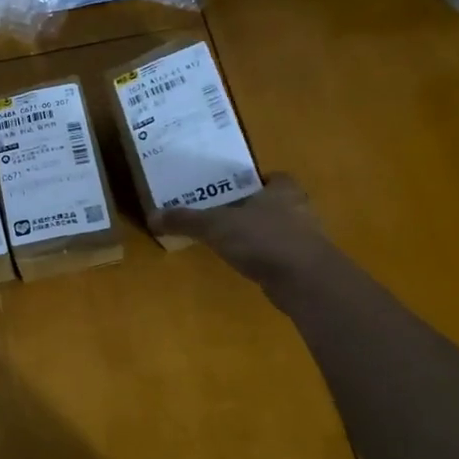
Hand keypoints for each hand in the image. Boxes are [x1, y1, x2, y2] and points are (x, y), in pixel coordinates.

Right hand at [152, 173, 331, 288]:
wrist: (305, 281)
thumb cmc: (264, 239)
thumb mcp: (215, 226)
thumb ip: (185, 220)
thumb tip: (151, 215)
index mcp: (283, 190)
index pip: (273, 177)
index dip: (255, 181)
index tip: (233, 189)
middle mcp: (299, 209)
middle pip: (274, 202)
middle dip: (253, 207)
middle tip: (224, 213)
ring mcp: (306, 238)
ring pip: (279, 228)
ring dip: (260, 233)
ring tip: (231, 240)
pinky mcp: (305, 265)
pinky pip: (281, 253)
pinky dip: (265, 256)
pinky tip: (246, 263)